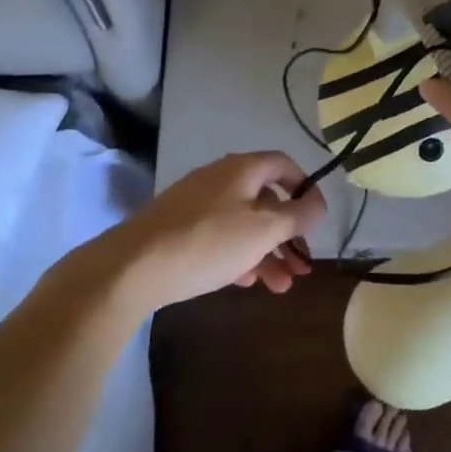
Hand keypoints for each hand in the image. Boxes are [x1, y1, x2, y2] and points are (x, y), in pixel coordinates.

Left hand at [97, 152, 324, 312]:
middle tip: (303, 266)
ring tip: (281, 287)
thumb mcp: (262, 230)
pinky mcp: (178, 228)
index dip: (305, 187)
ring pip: (243, 223)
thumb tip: (317, 204)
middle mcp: (220, 178)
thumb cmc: (208, 242)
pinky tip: (246, 282)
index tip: (317, 218)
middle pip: (265, 199)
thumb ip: (296, 216)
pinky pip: (220, 236)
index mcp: (242, 169)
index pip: (284, 164)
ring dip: (267, 251)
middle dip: (288, 233)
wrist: (132, 267)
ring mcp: (196, 203)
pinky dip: (239, 255)